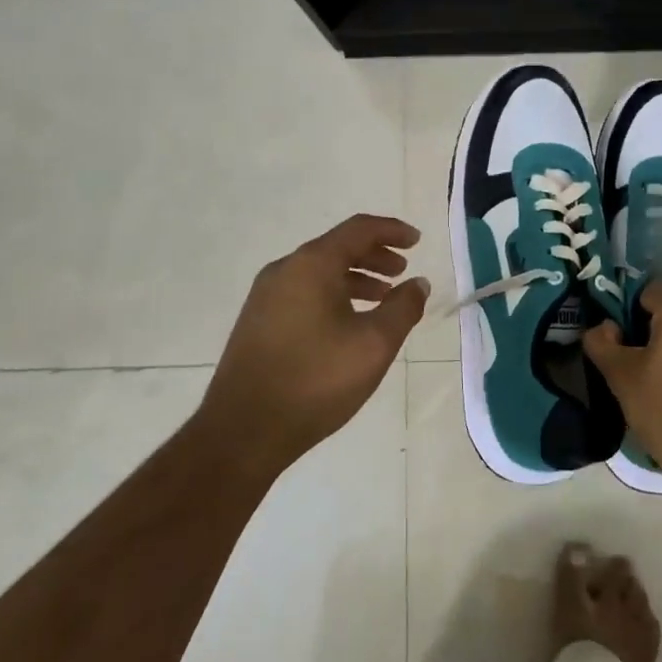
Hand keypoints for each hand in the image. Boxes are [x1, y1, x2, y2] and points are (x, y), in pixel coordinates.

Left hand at [200, 214, 428, 476]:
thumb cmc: (316, 381)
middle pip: (337, 248)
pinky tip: (349, 323)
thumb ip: (403, 308)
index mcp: (311, 265)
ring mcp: (266, 297)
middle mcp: (284, 270)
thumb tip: (417, 283)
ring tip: (383, 297)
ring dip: (355, 278)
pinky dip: (334, 295)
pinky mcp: (258, 322)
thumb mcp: (374, 344)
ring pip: (320, 272)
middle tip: (402, 270)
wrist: (243, 432)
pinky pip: (304, 292)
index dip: (391, 230)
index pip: (358, 230)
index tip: (417, 240)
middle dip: (375, 255)